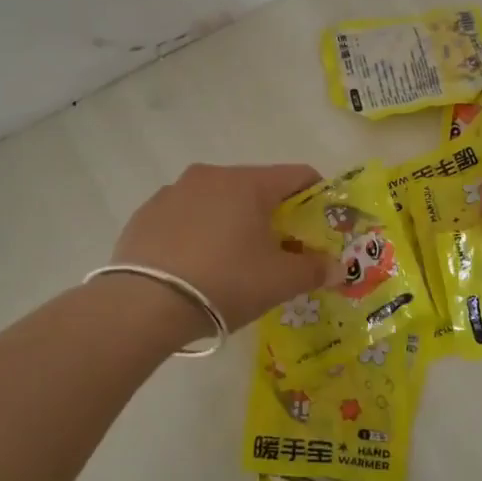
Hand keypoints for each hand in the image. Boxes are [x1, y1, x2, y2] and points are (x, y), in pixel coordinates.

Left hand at [113, 163, 330, 330]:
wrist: (144, 305)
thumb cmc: (225, 282)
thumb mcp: (279, 282)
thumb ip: (314, 270)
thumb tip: (337, 267)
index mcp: (248, 183)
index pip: (297, 175)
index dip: (317, 197)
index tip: (319, 226)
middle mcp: (210, 176)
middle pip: (256, 187)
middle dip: (272, 214)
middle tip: (279, 251)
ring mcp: (172, 192)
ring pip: (217, 201)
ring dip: (232, 222)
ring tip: (232, 262)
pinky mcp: (145, 214)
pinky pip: (185, 217)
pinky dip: (198, 233)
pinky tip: (195, 266)